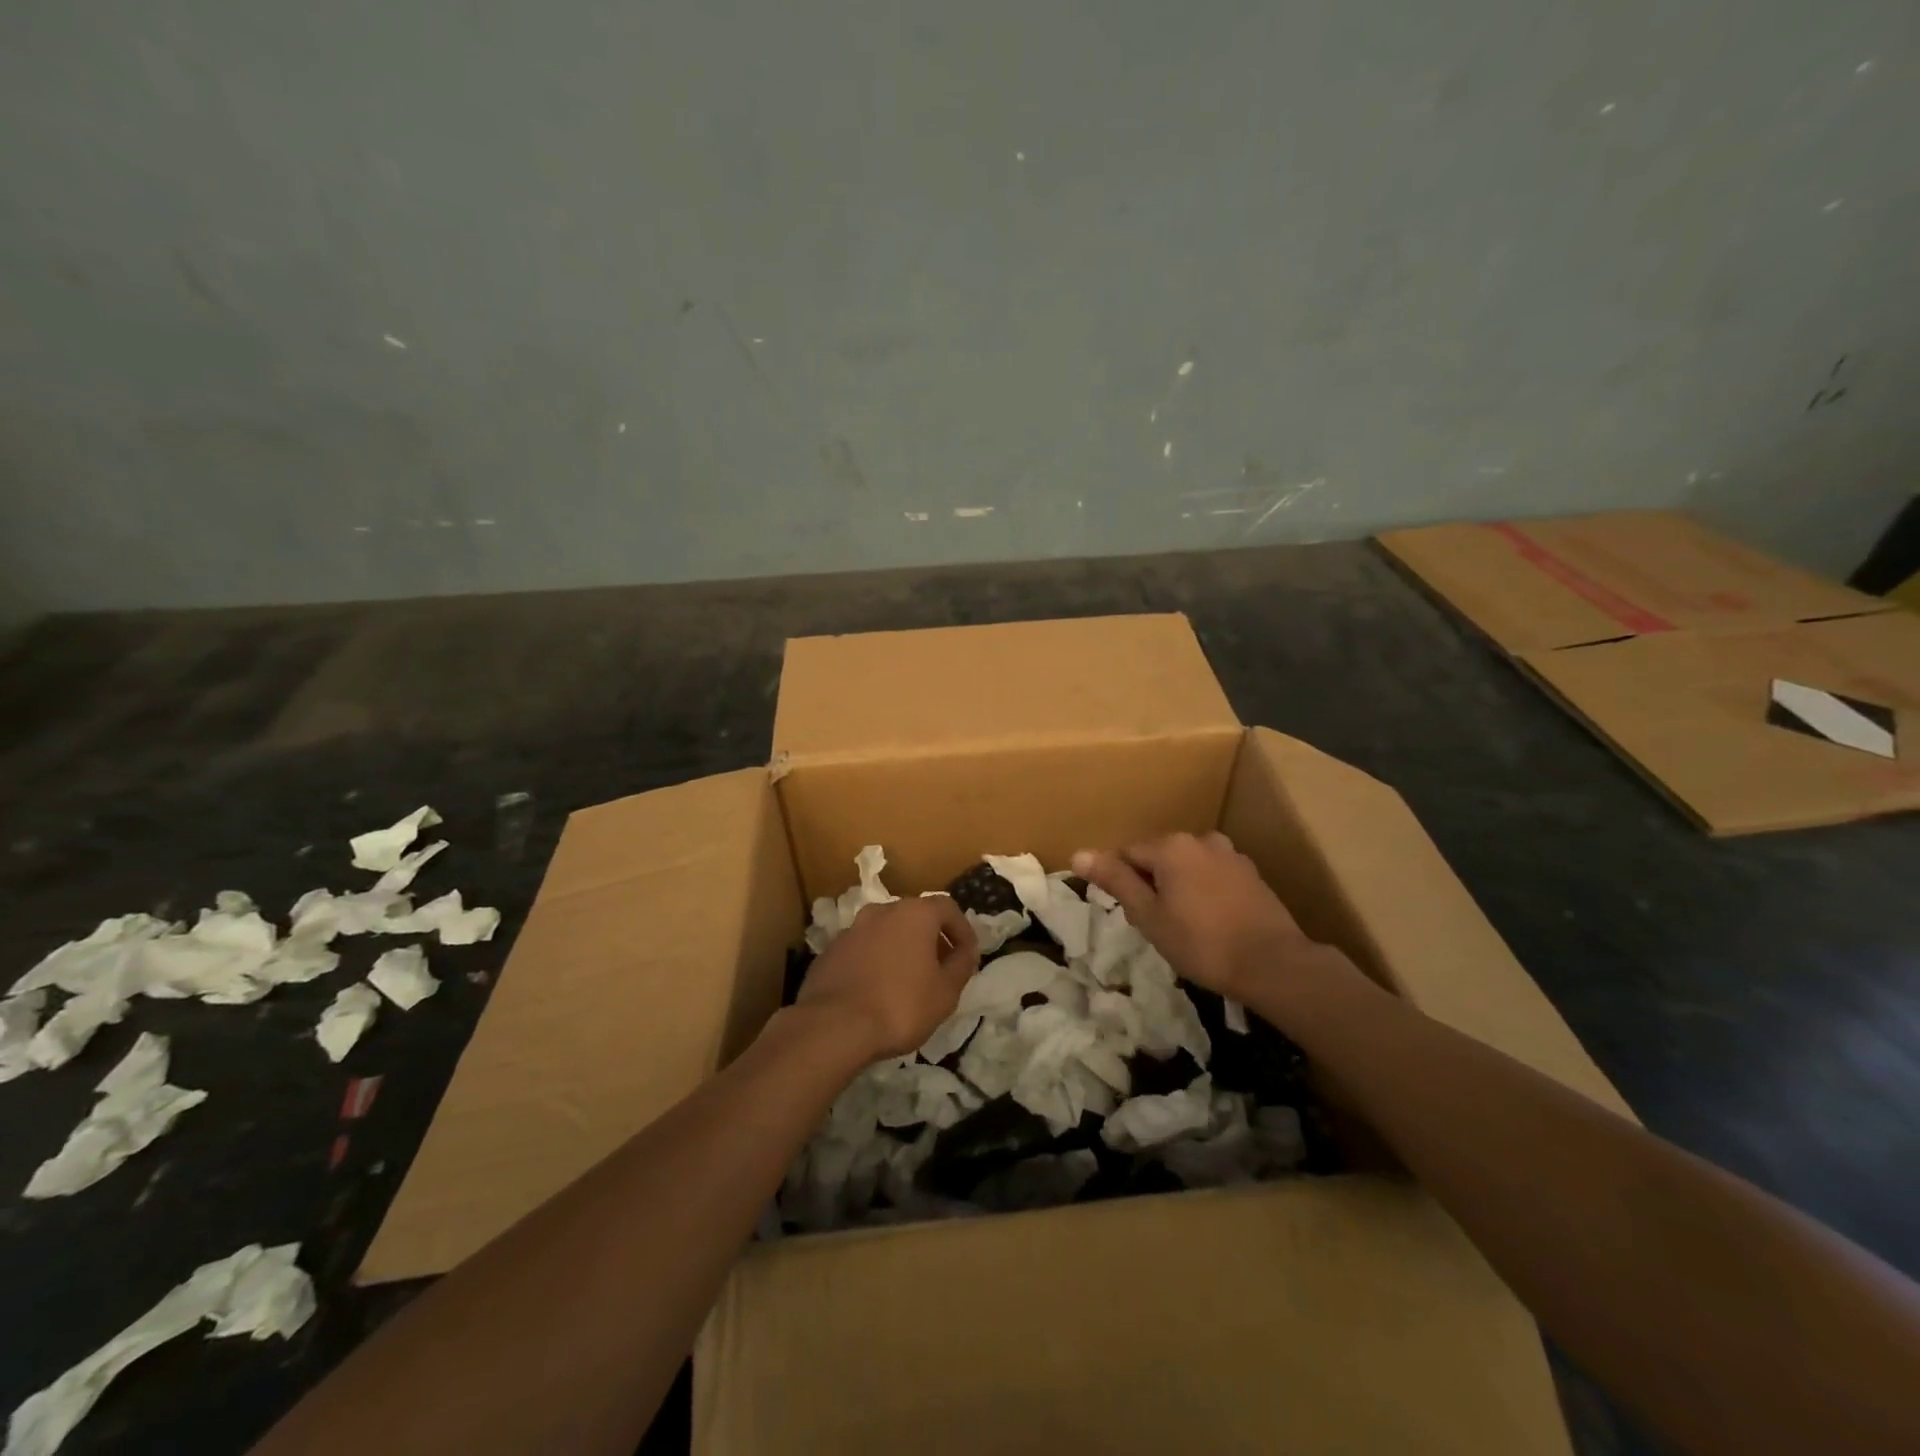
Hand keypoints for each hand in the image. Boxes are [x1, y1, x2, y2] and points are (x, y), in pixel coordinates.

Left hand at [794, 896, 979, 1061]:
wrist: (834, 1026)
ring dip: (901, 949)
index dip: (962, 930)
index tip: (967, 955)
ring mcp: (852, 929)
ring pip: (886, 932)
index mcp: (914, 913)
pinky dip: (875, 961)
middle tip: (940, 968)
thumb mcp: (946, 992)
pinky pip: (862, 950)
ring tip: (908, 981)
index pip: (947, 908)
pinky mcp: (830, 951)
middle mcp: (882, 911)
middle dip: (931, 938)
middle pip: (915, 916)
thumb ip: (961, 965)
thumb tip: (965, 951)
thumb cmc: (901, 1005)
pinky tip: (877, 991)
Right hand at [1072, 832, 1319, 1001]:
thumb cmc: (1201, 942)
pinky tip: (1211, 922)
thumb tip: (1078, 854)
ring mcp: (1230, 855)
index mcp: (1171, 846)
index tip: (1129, 914)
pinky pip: (1212, 875)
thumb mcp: (1149, 916)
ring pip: (1186, 866)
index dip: (1120, 882)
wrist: (1273, 964)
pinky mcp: (1251, 874)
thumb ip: (1116, 881)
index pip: (1126, 853)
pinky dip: (1203, 892)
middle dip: (1150, 883)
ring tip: (1183, 925)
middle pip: (1158, 856)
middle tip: (1154, 924)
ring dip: (1177, 887)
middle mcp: (1200, 839)